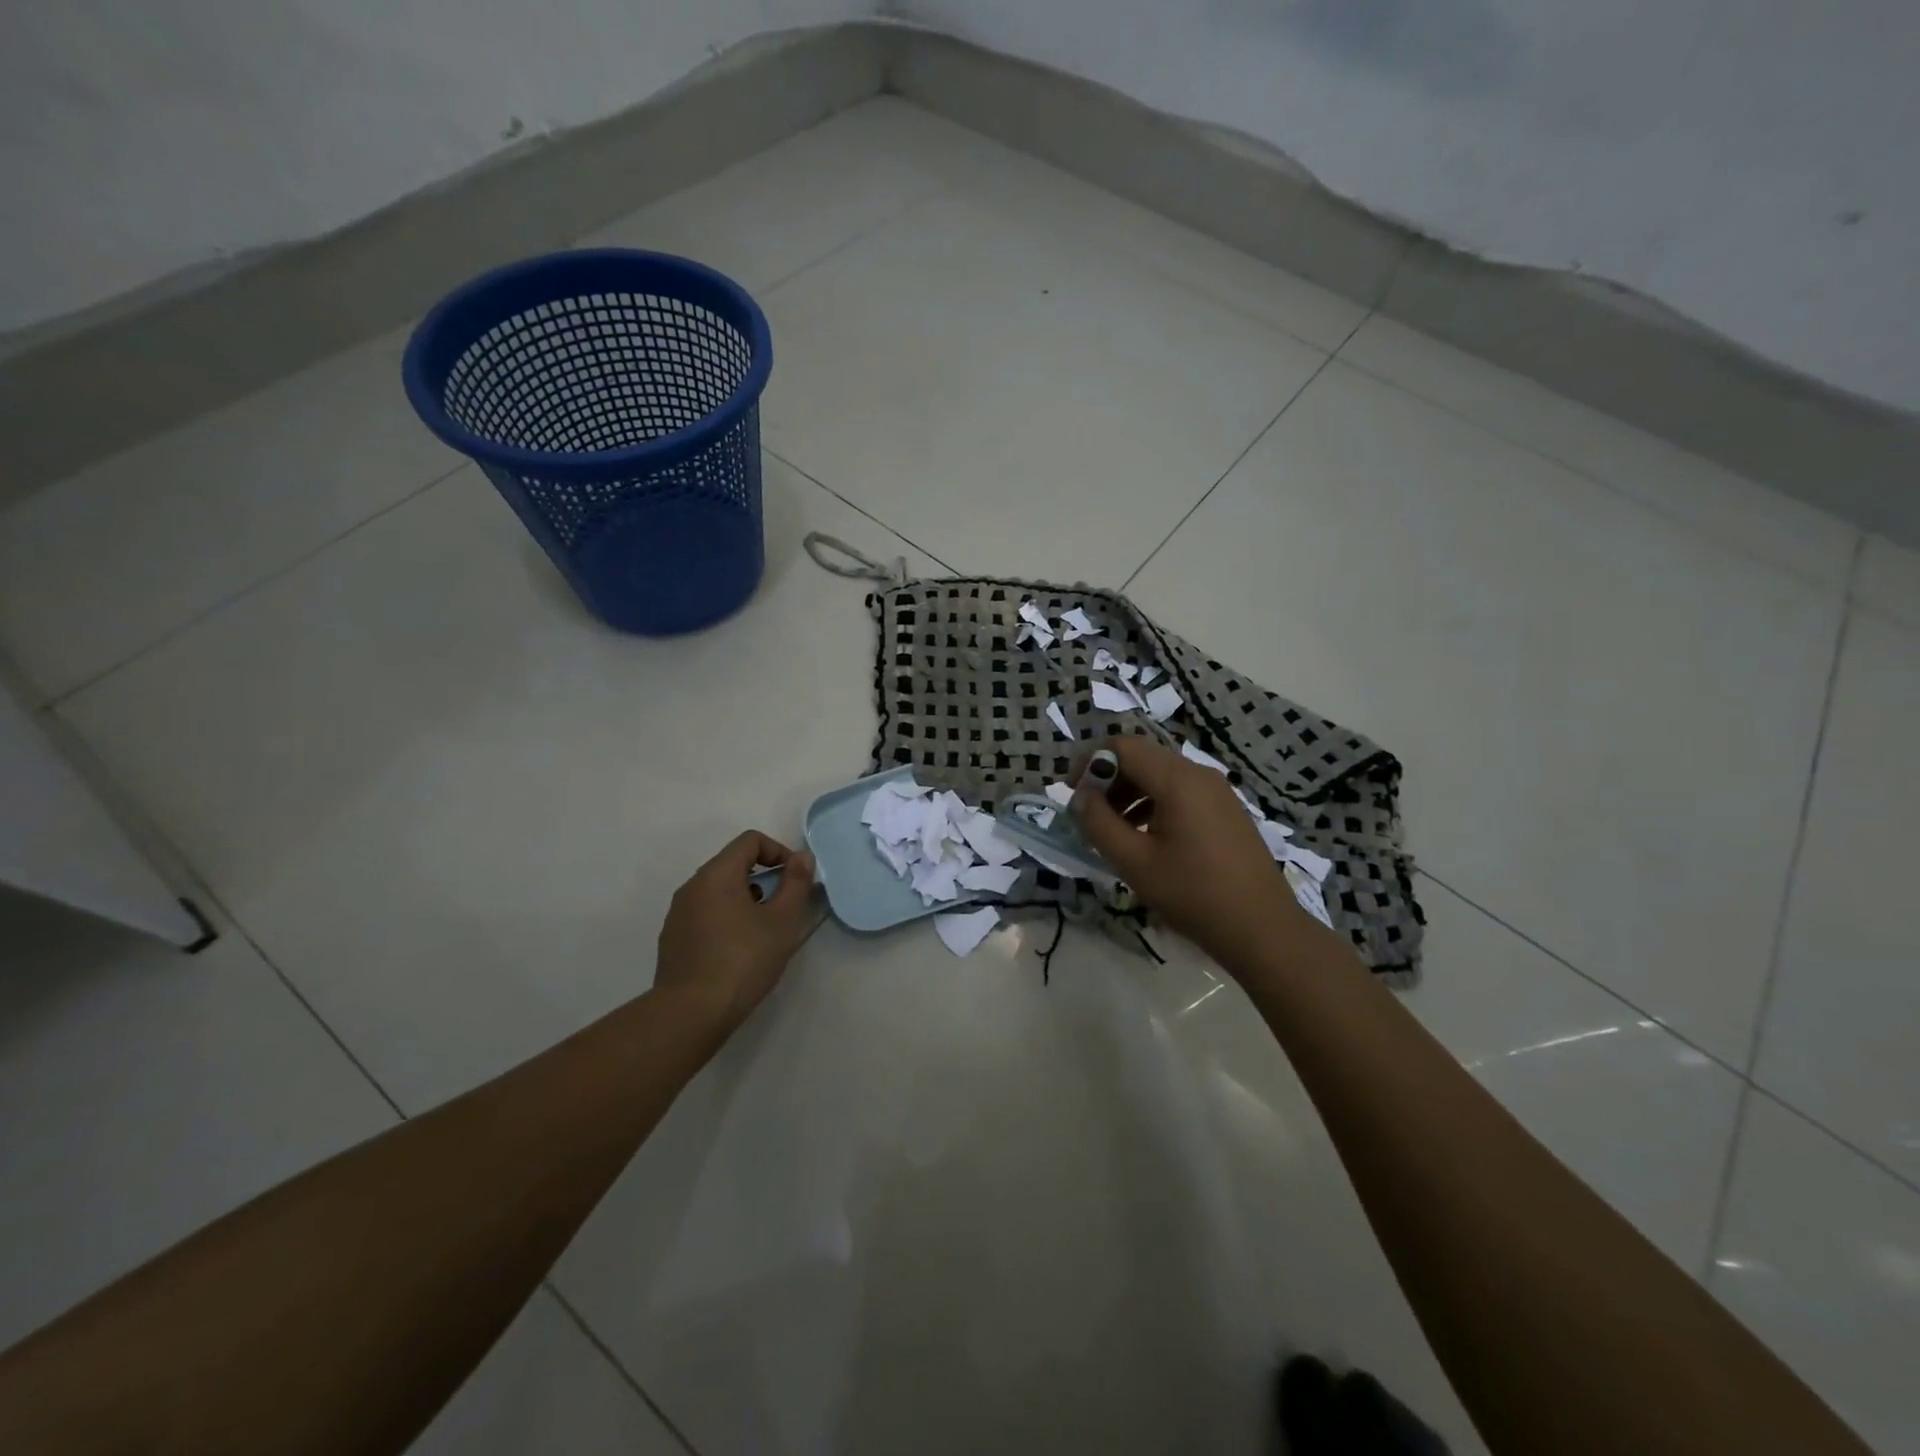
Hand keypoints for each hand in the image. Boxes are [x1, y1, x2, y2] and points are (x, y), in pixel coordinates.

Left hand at [654, 831, 818, 1032]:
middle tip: (785, 907)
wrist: (690, 1013)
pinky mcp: (673, 939)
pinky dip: (727, 918)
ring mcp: (678, 914)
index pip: (750, 841)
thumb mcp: (782, 921)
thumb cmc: (743, 960)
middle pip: (733, 864)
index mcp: (716, 874)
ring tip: (764, 931)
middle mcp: (692, 886)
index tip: (795, 879)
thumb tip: (802, 857)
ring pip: (718, 891)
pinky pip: (705, 914)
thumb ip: (796, 883)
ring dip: (746, 899)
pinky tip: (739, 951)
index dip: (779, 851)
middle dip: (764, 877)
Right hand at [1071, 737, 1304, 967]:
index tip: (1071, 791)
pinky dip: (1154, 803)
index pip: (1123, 746)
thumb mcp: (1134, 862)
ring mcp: (1218, 792)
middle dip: (1108, 778)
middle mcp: (1200, 775)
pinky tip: (1145, 837)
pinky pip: (1181, 792)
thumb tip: (1081, 797)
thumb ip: (1099, 824)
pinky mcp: (1226, 810)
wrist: (1262, 928)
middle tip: (1088, 813)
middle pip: (1143, 757)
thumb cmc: (1193, 894)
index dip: (1090, 761)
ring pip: (1161, 775)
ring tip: (1113, 830)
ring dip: (1129, 792)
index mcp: (1178, 780)